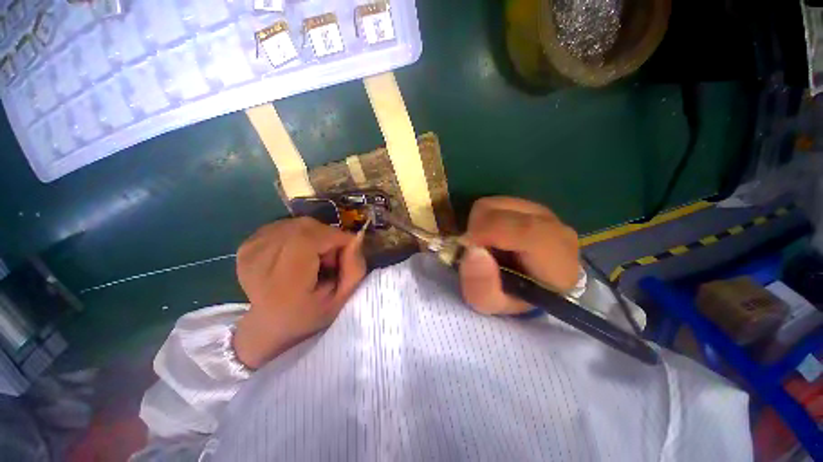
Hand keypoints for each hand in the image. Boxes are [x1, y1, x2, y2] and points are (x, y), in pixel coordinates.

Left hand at [233, 217, 365, 368]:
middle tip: (330, 259)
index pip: (308, 240)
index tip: (347, 250)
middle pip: (304, 228)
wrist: (269, 324)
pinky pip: (286, 225)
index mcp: (283, 284)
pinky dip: (301, 234)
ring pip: (297, 224)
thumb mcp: (341, 299)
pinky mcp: (247, 244)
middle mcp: (259, 264)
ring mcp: (250, 251)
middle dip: (327, 237)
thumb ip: (354, 269)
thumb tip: (355, 238)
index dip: (334, 237)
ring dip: (315, 236)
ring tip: (314, 257)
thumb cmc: (310, 315)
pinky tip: (299, 252)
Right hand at [459, 197, 579, 314]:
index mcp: (557, 261)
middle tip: (474, 250)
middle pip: (501, 211)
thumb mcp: (492, 305)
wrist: (533, 285)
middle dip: (476, 229)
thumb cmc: (514, 298)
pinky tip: (492, 235)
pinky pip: (495, 203)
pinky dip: (484, 218)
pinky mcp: (529, 205)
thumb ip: (482, 286)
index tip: (467, 246)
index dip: (489, 232)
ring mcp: (542, 212)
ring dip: (478, 224)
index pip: (527, 231)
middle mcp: (555, 228)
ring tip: (485, 244)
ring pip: (494, 204)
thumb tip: (473, 250)